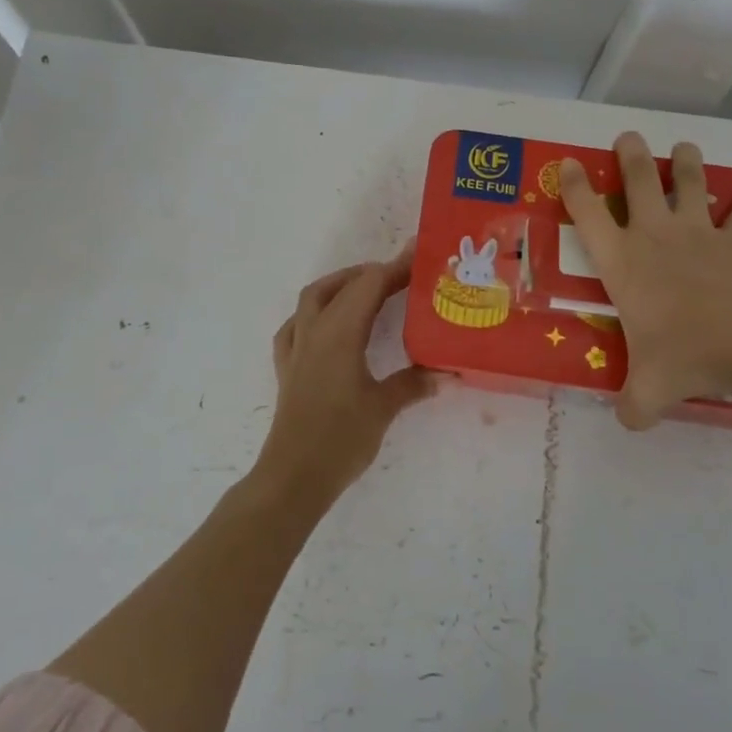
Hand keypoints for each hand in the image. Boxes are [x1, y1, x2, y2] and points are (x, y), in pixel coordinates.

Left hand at [256, 244, 436, 505]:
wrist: (294, 476)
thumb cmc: (341, 439)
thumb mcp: (383, 409)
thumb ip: (412, 384)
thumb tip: (444, 373)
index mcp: (340, 333)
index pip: (369, 285)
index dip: (395, 268)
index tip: (419, 256)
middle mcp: (314, 331)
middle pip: (342, 286)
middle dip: (371, 274)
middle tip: (402, 276)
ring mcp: (296, 348)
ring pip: (313, 299)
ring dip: (340, 285)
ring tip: (367, 290)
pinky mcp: (287, 368)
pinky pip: (295, 326)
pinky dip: (313, 313)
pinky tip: (326, 324)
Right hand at [558, 133, 731, 428]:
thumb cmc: (687, 352)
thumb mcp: (650, 389)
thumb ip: (633, 405)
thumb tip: (629, 422)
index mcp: (623, 262)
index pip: (589, 216)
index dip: (574, 188)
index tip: (567, 164)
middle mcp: (657, 237)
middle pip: (640, 183)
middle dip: (631, 157)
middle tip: (627, 137)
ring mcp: (700, 236)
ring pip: (690, 187)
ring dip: (686, 164)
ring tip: (685, 146)